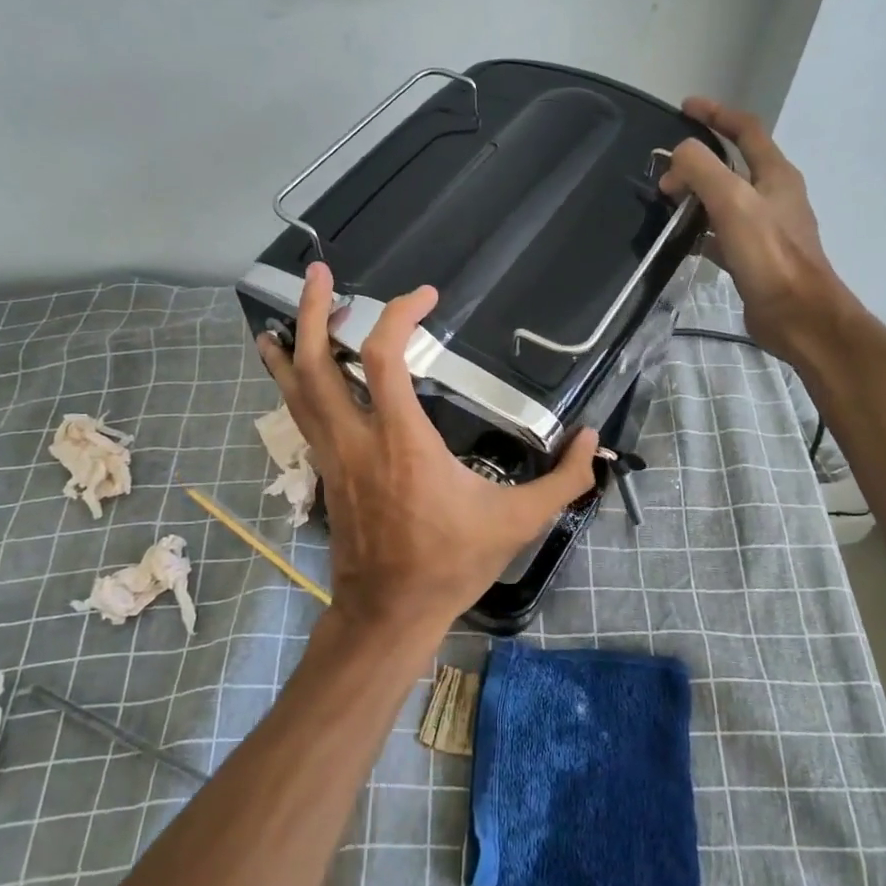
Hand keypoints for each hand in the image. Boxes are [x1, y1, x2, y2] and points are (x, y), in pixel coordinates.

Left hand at [256, 264, 597, 650]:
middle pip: (315, 363)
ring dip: (291, 342)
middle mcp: (356, 439)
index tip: (427, 296)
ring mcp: (332, 456)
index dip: (398, 314)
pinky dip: (291, 382)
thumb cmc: (451, 562)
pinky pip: (300, 415)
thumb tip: (594, 440)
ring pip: (295, 389)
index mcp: (402, 442)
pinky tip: (293, 368)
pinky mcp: (325, 472)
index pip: (384, 358)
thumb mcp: (518, 522)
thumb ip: (562, 480)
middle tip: (319, 273)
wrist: (389, 612)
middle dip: (311, 312)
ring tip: (292, 307)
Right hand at [660, 97, 846, 351]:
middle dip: (700, 158)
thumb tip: (676, 157)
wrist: (798, 315)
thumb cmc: (769, 255)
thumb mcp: (732, 202)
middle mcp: (774, 195)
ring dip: (698, 193)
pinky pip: (722, 232)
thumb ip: (702, 170)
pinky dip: (700, 228)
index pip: (746, 129)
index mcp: (776, 174)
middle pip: (734, 163)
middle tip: (667, 169)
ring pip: (726, 198)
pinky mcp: (755, 257)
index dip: (716, 113)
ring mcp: (766, 228)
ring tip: (668, 198)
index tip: (685, 107)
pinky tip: (681, 238)